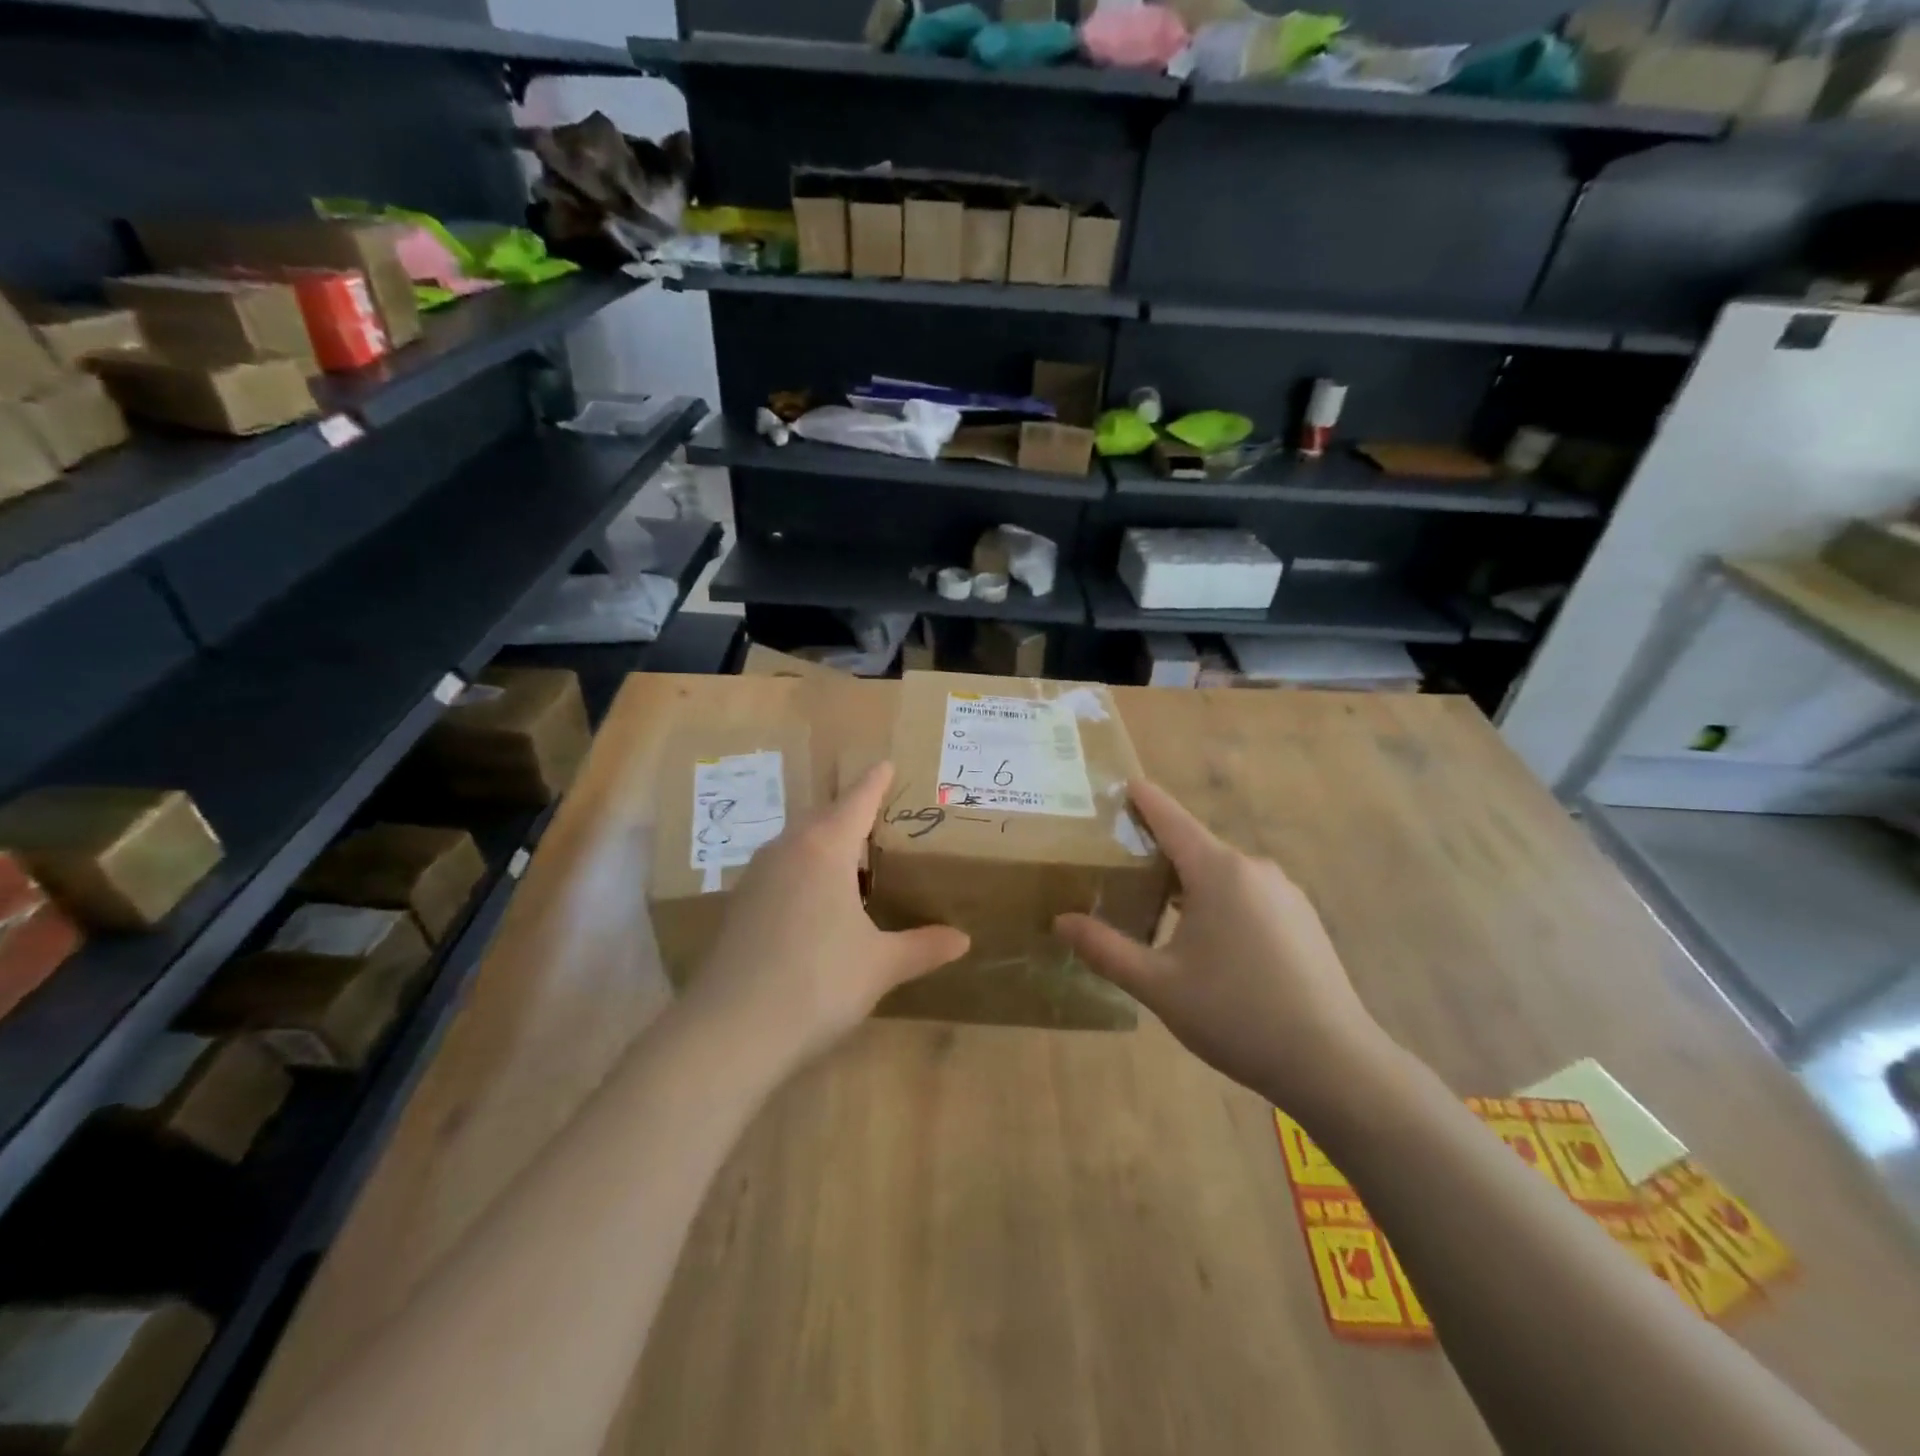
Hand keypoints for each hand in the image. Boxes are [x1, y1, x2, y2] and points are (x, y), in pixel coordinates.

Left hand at [684, 762, 968, 1073]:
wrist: (731, 1031)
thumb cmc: (819, 983)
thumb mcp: (880, 965)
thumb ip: (923, 946)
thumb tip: (963, 940)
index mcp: (825, 848)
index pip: (856, 801)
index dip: (875, 782)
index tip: (887, 764)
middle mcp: (787, 850)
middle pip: (823, 816)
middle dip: (850, 812)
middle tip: (880, 817)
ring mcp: (757, 876)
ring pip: (798, 842)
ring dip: (825, 842)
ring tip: (853, 860)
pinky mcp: (739, 905)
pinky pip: (781, 868)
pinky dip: (804, 869)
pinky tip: (817, 901)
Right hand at [1054, 780, 1395, 1115]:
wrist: (1333, 1063)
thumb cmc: (1236, 1014)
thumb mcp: (1158, 985)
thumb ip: (1105, 949)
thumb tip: (1060, 921)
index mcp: (1218, 871)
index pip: (1171, 818)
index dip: (1143, 799)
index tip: (1122, 784)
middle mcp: (1254, 869)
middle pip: (1195, 846)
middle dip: (1158, 852)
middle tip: (1118, 868)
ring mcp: (1285, 893)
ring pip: (1223, 873)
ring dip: (1189, 882)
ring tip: (1156, 909)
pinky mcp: (1303, 919)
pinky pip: (1248, 894)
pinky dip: (1219, 901)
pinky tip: (1209, 943)